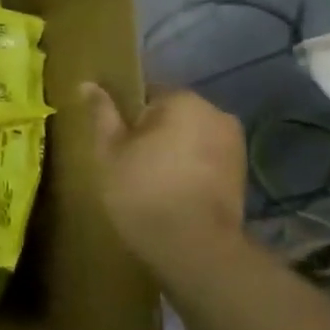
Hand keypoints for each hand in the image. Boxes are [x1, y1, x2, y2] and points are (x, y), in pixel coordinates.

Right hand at [82, 84, 245, 265]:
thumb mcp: (109, 150)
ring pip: (190, 136)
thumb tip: (87, 82)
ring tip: (148, 178)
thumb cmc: (142, 190)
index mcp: (183, 101)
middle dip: (151, 131)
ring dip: (172, 150)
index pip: (146, 92)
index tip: (114, 139)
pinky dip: (189, 168)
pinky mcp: (241, 173)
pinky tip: (171, 191)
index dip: (126, 115)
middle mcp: (216, 113)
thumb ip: (102, 113)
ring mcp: (234, 144)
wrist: (193, 246)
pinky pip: (205, 158)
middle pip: (172, 114)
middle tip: (127, 160)